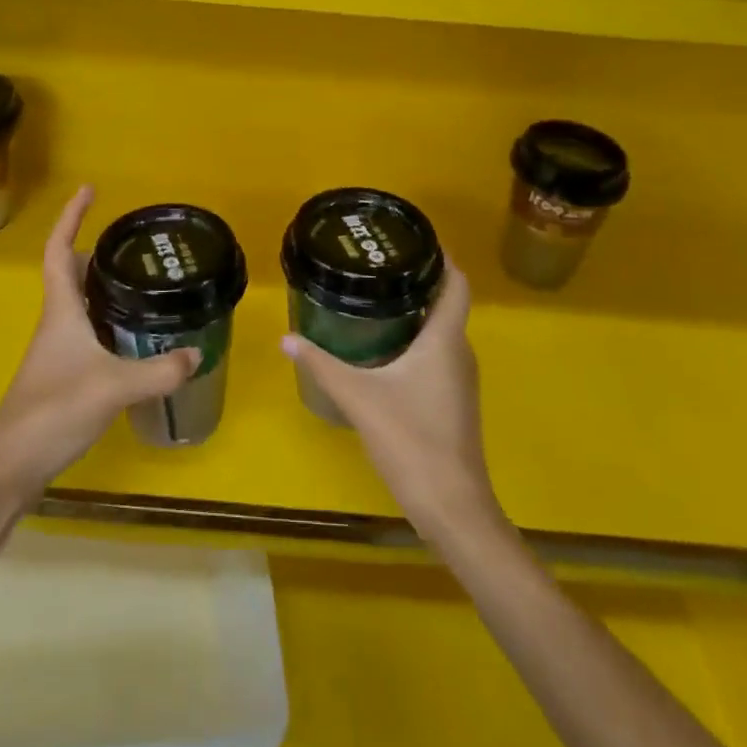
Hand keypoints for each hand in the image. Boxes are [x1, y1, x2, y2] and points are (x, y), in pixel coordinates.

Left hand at [0, 186, 198, 500]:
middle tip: (132, 244)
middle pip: (71, 273)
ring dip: (103, 287)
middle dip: (96, 251)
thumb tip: (196, 353)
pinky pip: (88, 333)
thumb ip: (158, 372)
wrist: (10, 465)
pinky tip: (133, 337)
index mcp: (61, 310)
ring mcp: (57, 350)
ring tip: (141, 282)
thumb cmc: (54, 410)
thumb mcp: (113, 387)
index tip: (89, 189)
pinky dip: (108, 322)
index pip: (60, 250)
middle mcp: (57, 322)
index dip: (71, 217)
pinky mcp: (62, 375)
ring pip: (81, 305)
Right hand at [281, 260, 503, 541]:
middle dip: (417, 281)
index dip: (441, 257)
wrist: (453, 507)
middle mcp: (459, 352)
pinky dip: (417, 342)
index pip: (456, 284)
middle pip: (446, 304)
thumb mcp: (359, 397)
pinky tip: (386, 349)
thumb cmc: (411, 440)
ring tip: (377, 298)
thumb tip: (286, 337)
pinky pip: (438, 355)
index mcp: (444, 340)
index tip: (413, 239)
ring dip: (416, 313)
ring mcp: (460, 380)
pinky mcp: (454, 402)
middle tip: (378, 266)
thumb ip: (322, 364)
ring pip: (441, 332)